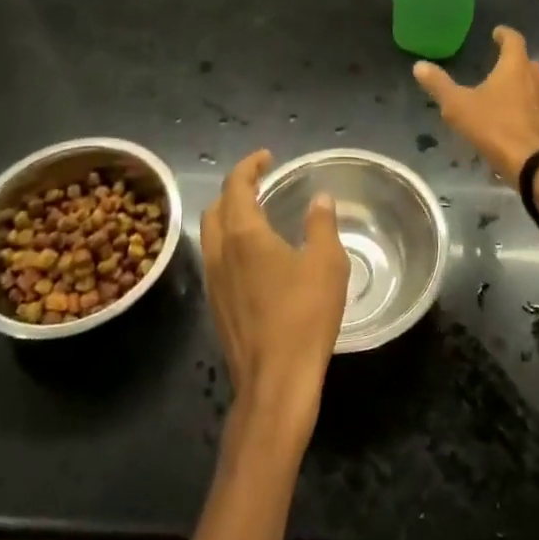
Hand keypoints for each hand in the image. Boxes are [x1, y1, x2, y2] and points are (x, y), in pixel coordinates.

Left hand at [200, 150, 348, 443]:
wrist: (275, 381)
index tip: (267, 158)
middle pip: (216, 208)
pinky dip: (230, 244)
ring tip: (258, 216)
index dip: (249, 166)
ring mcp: (213, 282)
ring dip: (229, 217)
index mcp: (244, 235)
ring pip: (211, 235)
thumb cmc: (304, 316)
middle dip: (235, 190)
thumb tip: (319, 199)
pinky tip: (255, 258)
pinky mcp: (215, 306)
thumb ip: (322, 225)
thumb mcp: (327, 264)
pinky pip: (216, 260)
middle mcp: (220, 252)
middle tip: (261, 184)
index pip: (236, 186)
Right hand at [412, 26, 538, 188]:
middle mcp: (535, 77)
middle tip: (498, 62)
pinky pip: (536, 105)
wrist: (532, 163)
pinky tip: (513, 116)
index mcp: (515, 66)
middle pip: (526, 61)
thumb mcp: (458, 106)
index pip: (513, 40)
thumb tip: (419, 65)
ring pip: (533, 83)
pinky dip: (525, 104)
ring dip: (521, 82)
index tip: (497, 33)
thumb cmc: (494, 127)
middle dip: (513, 60)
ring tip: (504, 88)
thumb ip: (439, 85)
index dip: (504, 34)